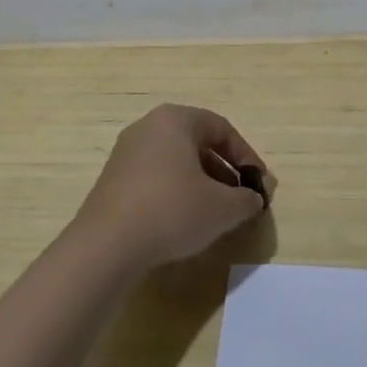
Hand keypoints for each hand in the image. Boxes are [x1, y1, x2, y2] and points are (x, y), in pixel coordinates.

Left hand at [69, 104, 270, 277]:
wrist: (107, 246)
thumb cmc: (172, 211)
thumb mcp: (223, 207)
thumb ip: (247, 199)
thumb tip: (254, 199)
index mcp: (174, 120)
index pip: (221, 129)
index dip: (247, 157)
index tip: (259, 184)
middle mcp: (147, 128)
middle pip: (198, 144)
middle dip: (224, 172)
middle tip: (240, 199)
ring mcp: (126, 153)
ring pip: (176, 162)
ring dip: (202, 184)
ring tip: (216, 213)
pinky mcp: (113, 180)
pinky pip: (156, 178)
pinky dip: (176, 193)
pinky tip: (184, 221)